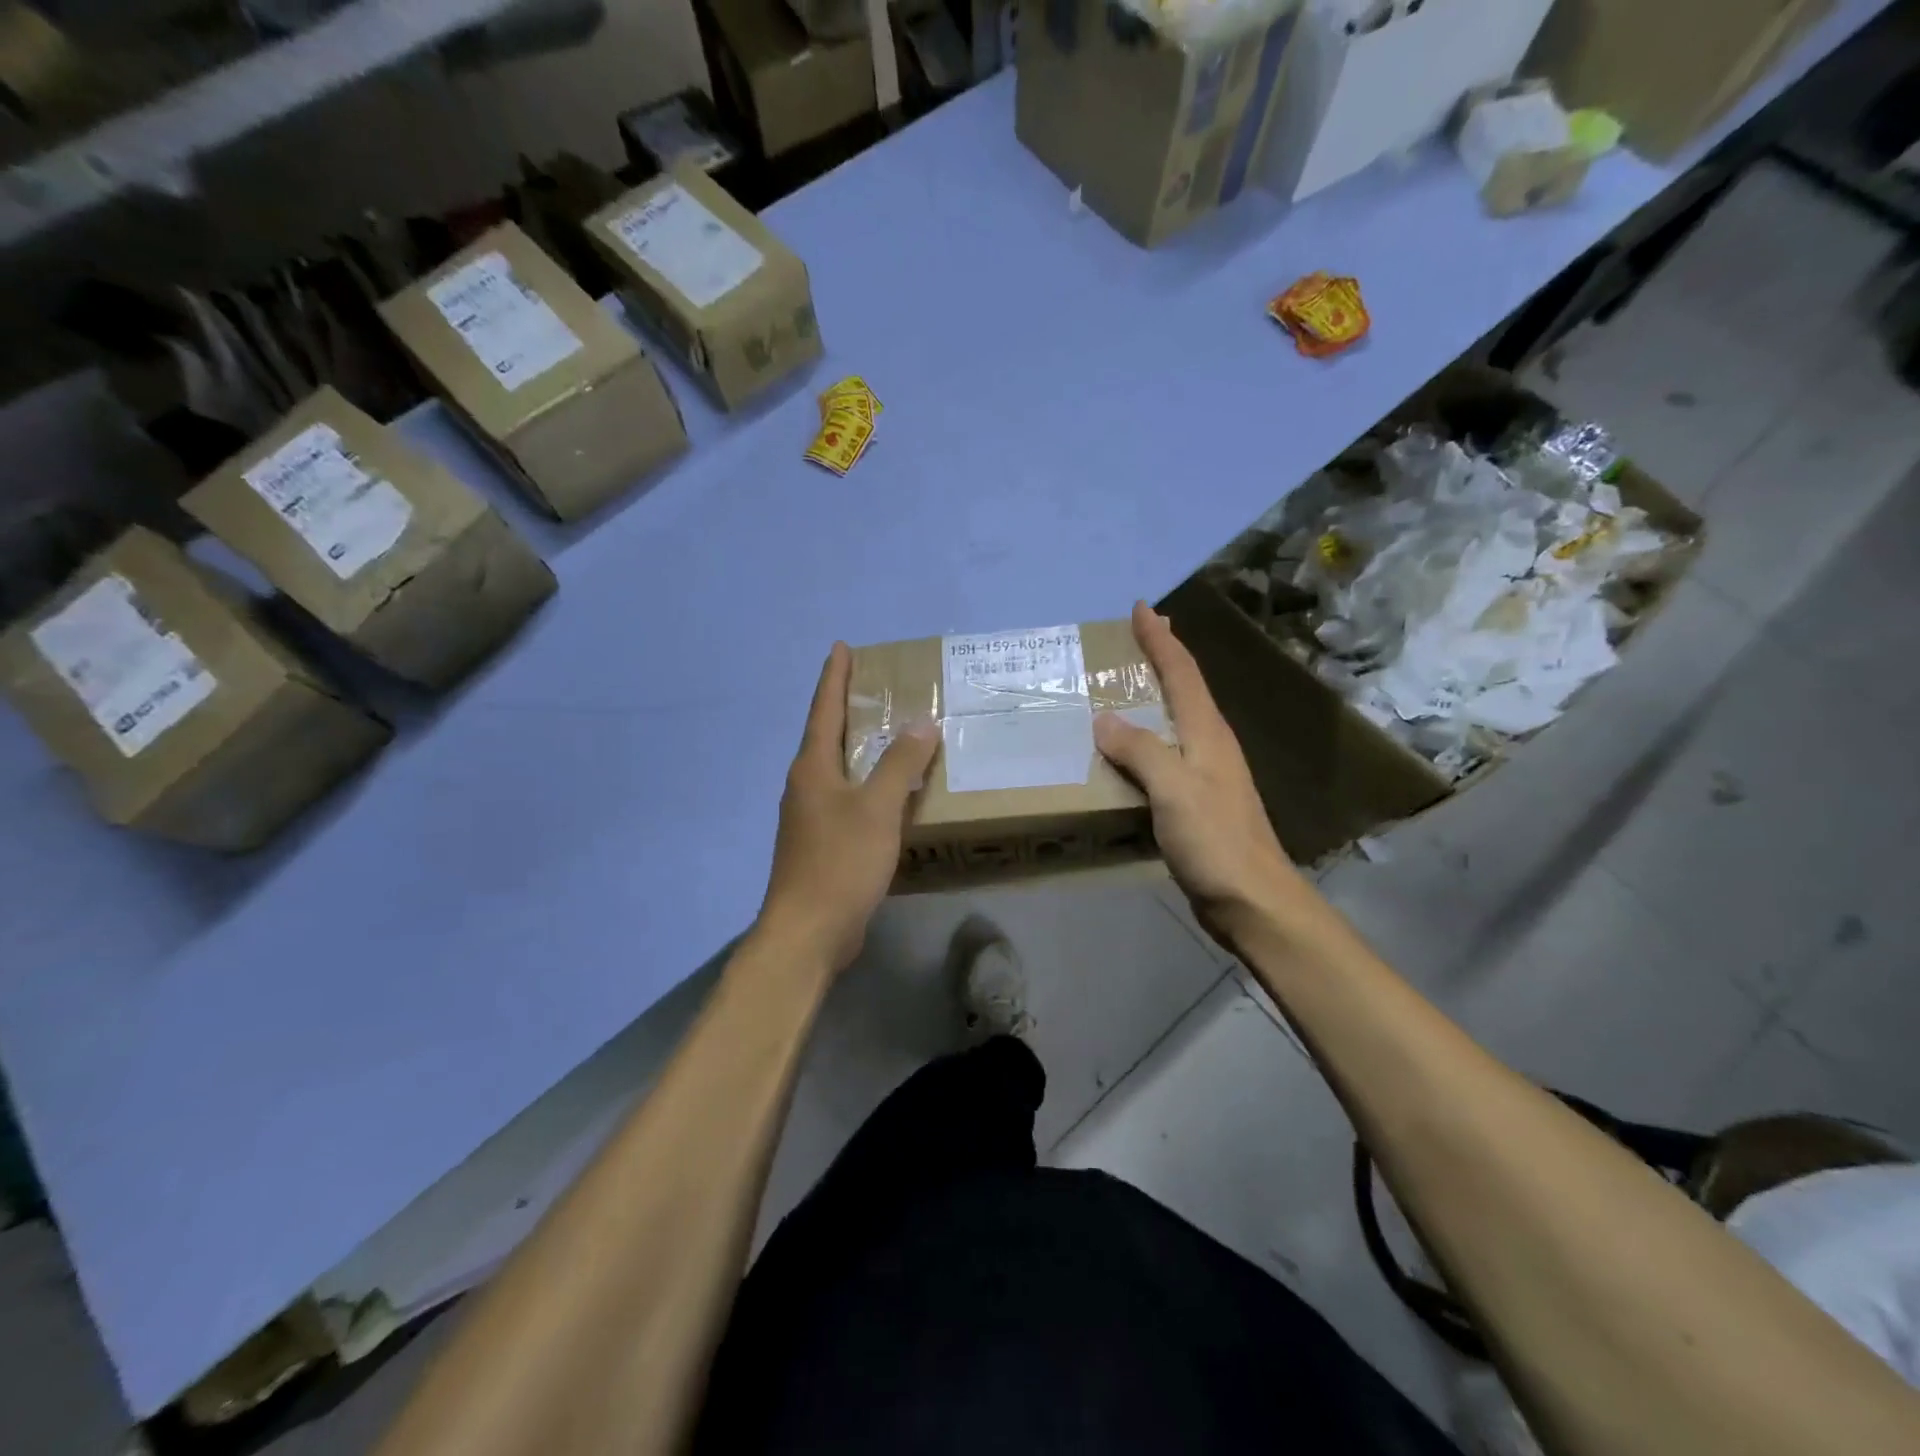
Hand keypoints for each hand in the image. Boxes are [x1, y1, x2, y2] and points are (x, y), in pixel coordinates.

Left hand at [757, 642, 939, 971]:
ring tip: (890, 733)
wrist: (808, 932)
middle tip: (877, 687)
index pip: (824, 709)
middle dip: (849, 708)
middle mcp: (805, 786)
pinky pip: (847, 799)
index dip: (834, 677)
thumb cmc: (840, 863)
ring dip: (860, 747)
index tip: (842, 647)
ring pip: (838, 769)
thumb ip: (900, 764)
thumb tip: (921, 724)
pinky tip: (889, 793)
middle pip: (827, 736)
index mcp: (812, 768)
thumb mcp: (877, 808)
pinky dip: (867, 784)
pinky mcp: (821, 844)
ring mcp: (809, 817)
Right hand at [1094, 601, 1302, 943]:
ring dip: (1153, 699)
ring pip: (1175, 722)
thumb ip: (1139, 750)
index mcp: (1207, 733)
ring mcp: (1206, 775)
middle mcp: (1210, 745)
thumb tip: (1104, 719)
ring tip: (1122, 690)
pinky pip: (1165, 756)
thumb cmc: (1215, 840)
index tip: (1141, 608)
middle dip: (1162, 659)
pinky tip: (1126, 753)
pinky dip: (1144, 741)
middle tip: (1135, 639)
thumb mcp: (1173, 789)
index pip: (1182, 672)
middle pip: (1185, 690)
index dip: (1161, 639)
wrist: (1252, 900)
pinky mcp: (1197, 803)